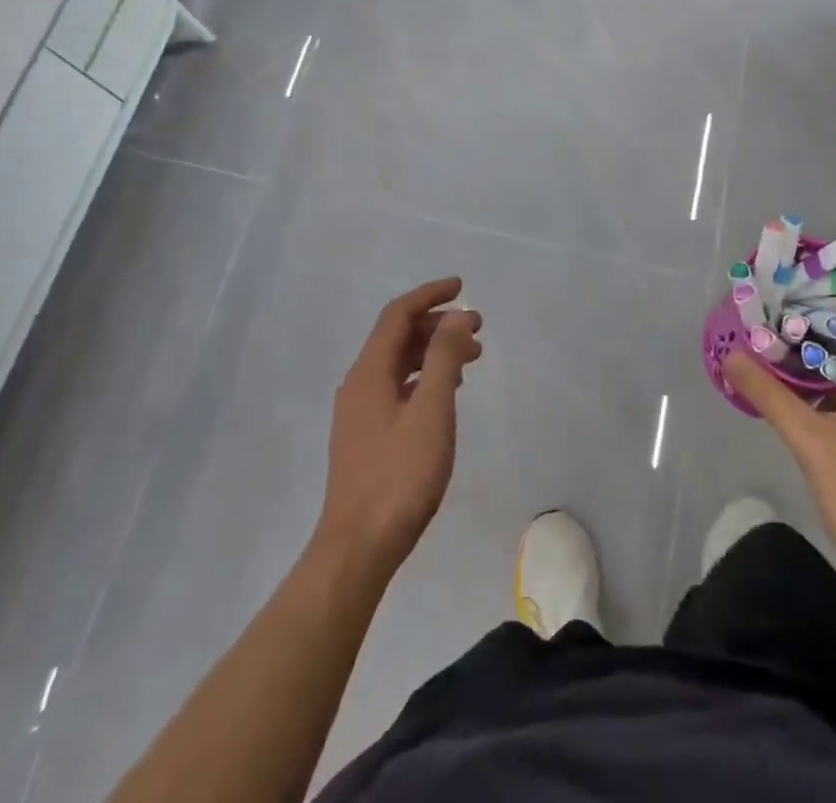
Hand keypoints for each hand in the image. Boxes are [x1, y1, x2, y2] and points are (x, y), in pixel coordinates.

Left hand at [313, 277, 482, 578]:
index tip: (462, 287)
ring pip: (398, 363)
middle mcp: (358, 384)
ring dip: (433, 352)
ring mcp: (359, 412)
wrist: (358, 548)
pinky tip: (445, 394)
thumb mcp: (431, 410)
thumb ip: (444, 359)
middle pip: (397, 336)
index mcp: (369, 371)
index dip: (430, 294)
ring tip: (470, 360)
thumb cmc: (399, 476)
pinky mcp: (366, 436)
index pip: (398, 314)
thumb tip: (457, 316)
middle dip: (437, 324)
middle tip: (477, 329)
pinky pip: (396, 387)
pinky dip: (423, 378)